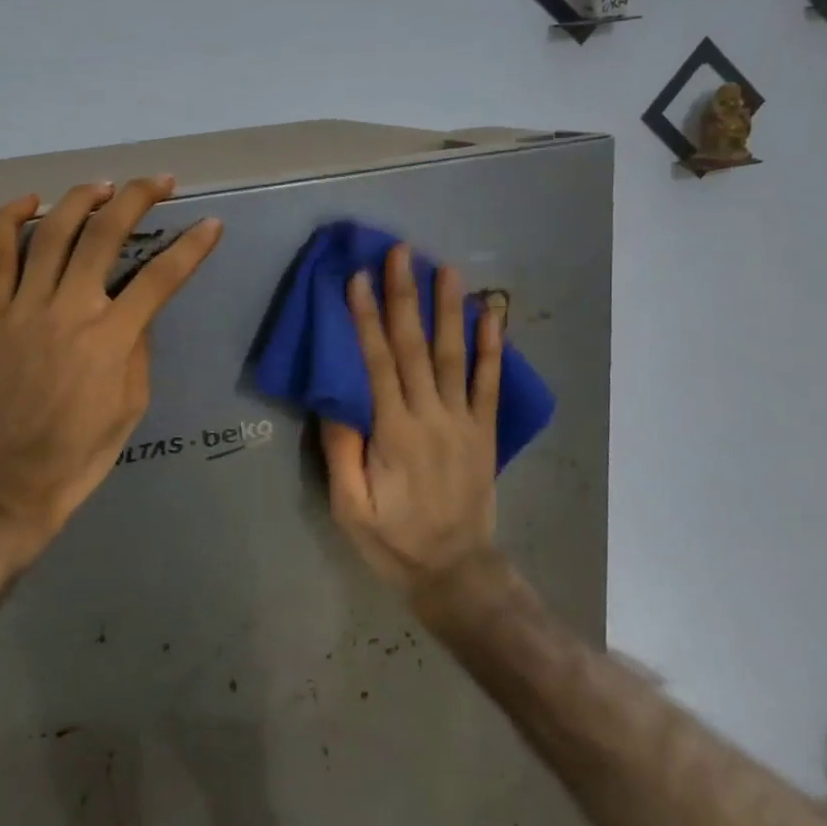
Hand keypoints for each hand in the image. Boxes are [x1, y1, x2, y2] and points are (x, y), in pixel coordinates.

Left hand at [0, 177, 221, 568]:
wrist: (10, 480)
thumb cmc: (82, 451)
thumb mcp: (133, 404)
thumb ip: (138, 348)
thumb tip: (136, 309)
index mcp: (111, 339)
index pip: (161, 277)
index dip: (191, 247)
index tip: (211, 223)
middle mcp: (70, 311)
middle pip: (105, 235)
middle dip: (138, 198)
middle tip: (161, 182)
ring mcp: (24, 308)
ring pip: (53, 233)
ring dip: (83, 199)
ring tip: (105, 185)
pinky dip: (12, 220)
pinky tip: (32, 201)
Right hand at [321, 243, 501, 593]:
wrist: (455, 572)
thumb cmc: (394, 541)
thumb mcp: (350, 508)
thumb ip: (341, 451)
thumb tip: (334, 397)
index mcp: (394, 433)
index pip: (377, 363)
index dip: (366, 319)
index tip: (358, 278)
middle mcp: (432, 417)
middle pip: (414, 347)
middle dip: (405, 297)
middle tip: (401, 253)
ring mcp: (464, 422)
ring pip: (454, 355)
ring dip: (448, 309)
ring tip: (444, 268)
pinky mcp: (484, 431)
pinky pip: (490, 383)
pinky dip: (492, 347)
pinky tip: (492, 314)